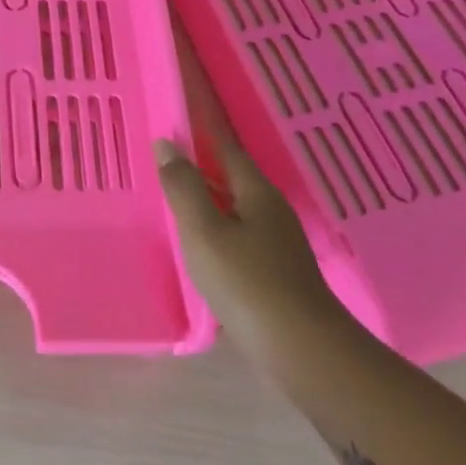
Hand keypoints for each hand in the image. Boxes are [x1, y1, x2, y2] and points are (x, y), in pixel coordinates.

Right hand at [155, 40, 352, 373]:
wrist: (300, 348)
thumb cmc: (246, 281)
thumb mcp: (203, 230)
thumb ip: (183, 186)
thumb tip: (167, 144)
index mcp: (255, 192)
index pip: (225, 148)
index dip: (201, 131)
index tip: (177, 116)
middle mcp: (270, 209)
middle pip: (232, 176)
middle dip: (201, 164)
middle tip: (164, 157)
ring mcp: (277, 241)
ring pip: (235, 206)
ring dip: (207, 196)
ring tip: (174, 196)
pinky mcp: (275, 269)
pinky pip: (238, 232)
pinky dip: (215, 225)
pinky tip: (199, 242)